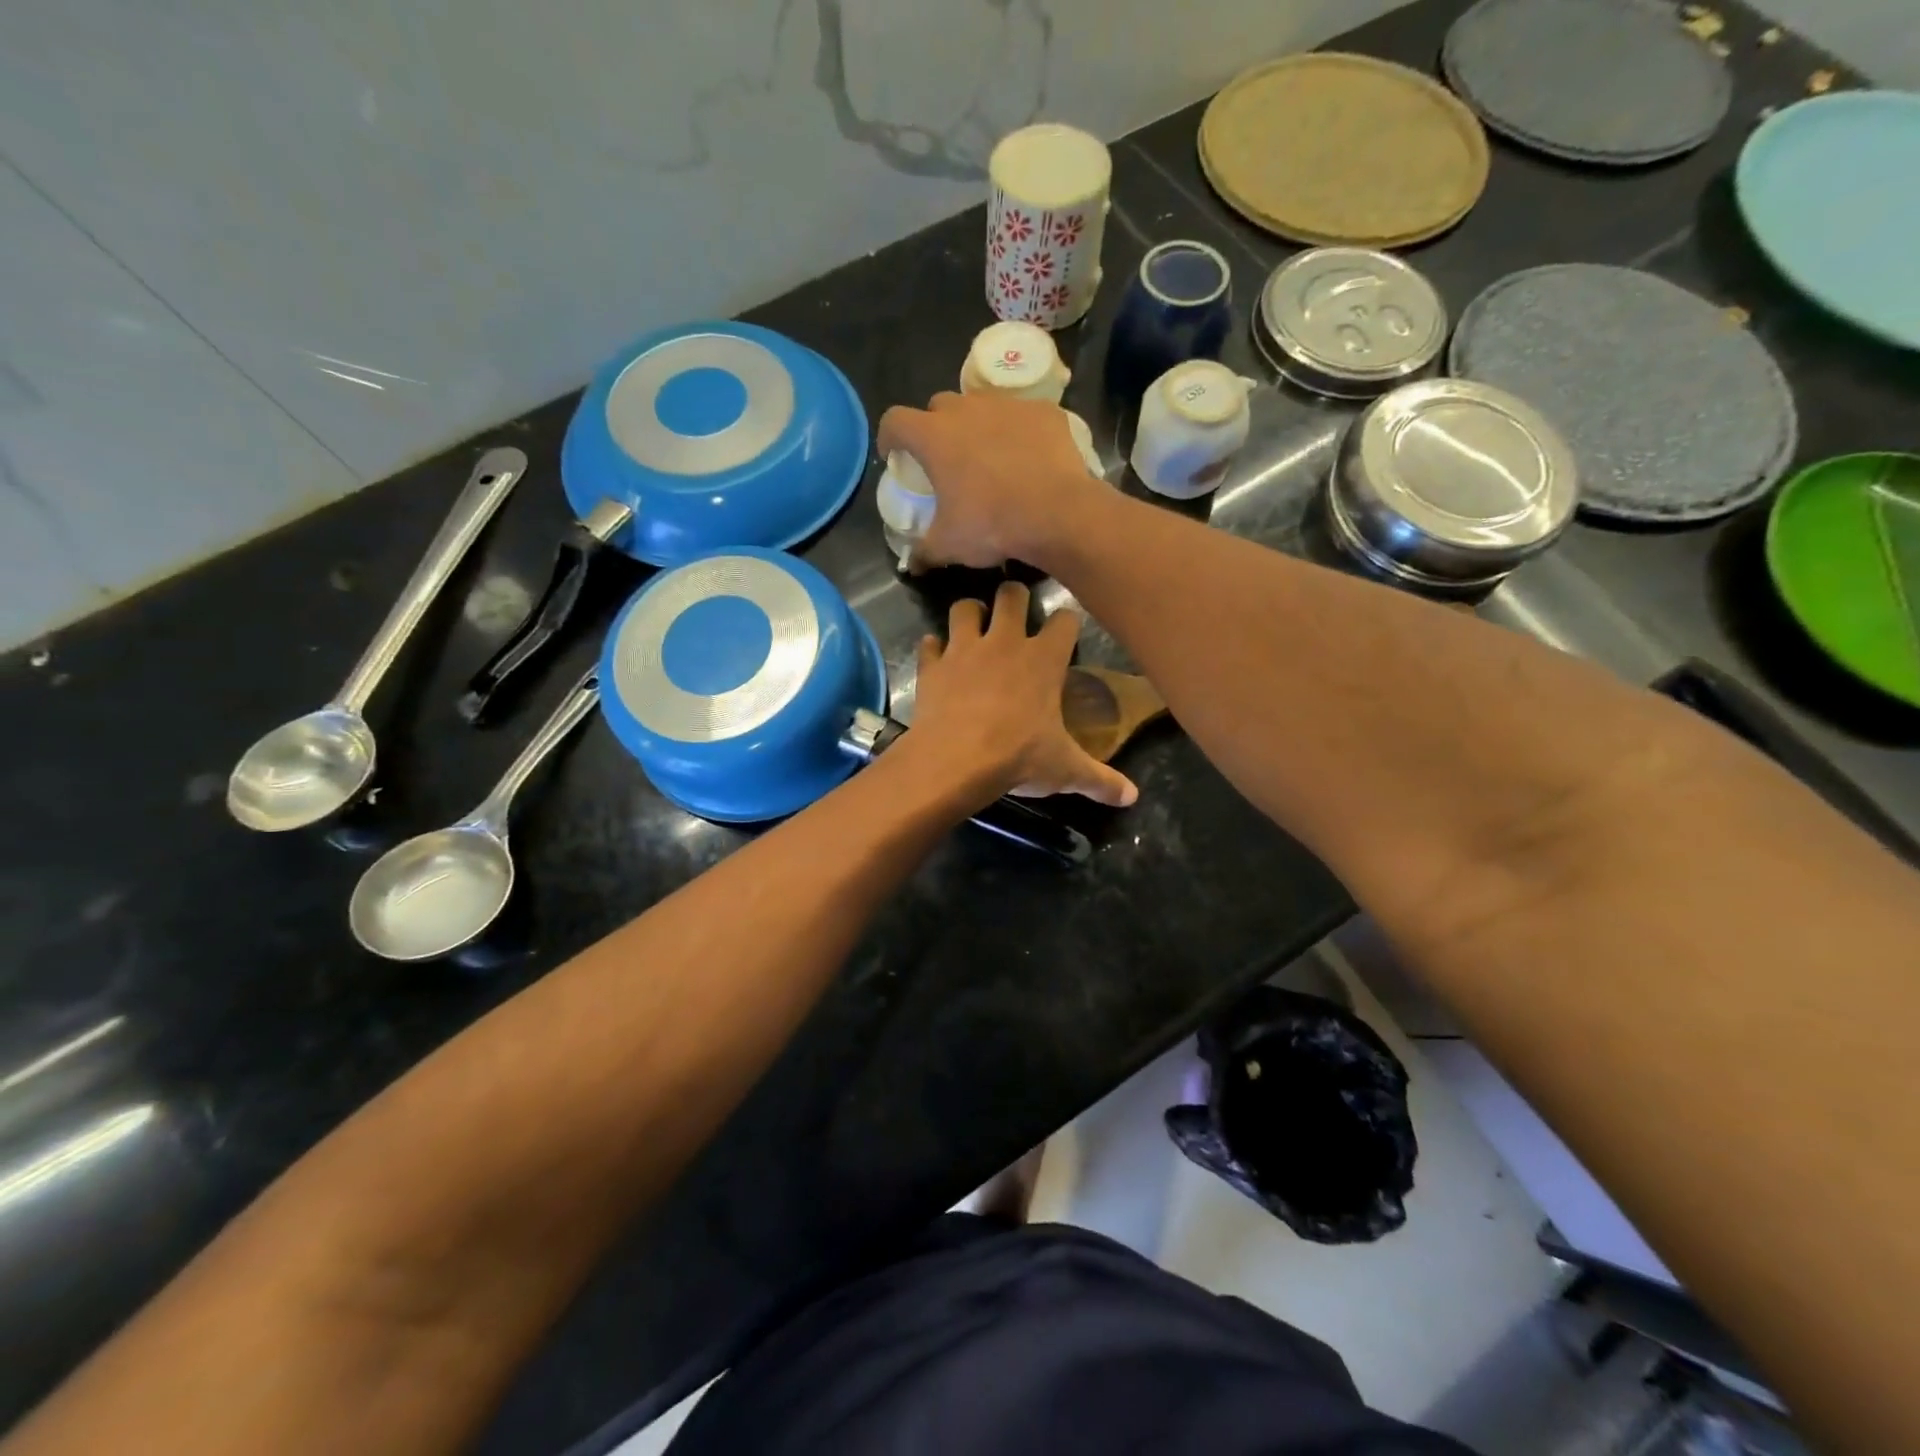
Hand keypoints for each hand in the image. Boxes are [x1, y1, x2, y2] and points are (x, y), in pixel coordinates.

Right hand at [876, 392, 1102, 569]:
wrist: (1058, 513)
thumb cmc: (992, 525)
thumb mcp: (949, 545)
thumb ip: (924, 551)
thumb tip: (912, 565)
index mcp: (934, 437)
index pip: (895, 421)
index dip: (890, 436)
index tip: (895, 455)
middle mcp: (967, 409)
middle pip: (939, 407)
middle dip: (936, 428)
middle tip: (945, 459)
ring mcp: (1008, 406)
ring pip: (982, 406)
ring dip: (977, 425)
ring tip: (988, 456)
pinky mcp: (1043, 412)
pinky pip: (1022, 415)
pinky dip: (1018, 431)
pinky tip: (1026, 457)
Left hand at [905, 581, 1137, 807]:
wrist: (954, 762)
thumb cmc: (1018, 757)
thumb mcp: (1065, 770)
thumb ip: (1100, 780)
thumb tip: (1132, 796)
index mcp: (1044, 659)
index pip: (1065, 620)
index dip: (1067, 624)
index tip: (1065, 635)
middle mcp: (1004, 642)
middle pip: (1012, 594)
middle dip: (1014, 598)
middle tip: (1015, 616)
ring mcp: (964, 650)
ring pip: (965, 607)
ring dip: (970, 613)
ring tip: (974, 629)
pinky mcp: (932, 666)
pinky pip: (929, 643)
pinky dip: (933, 649)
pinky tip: (938, 661)